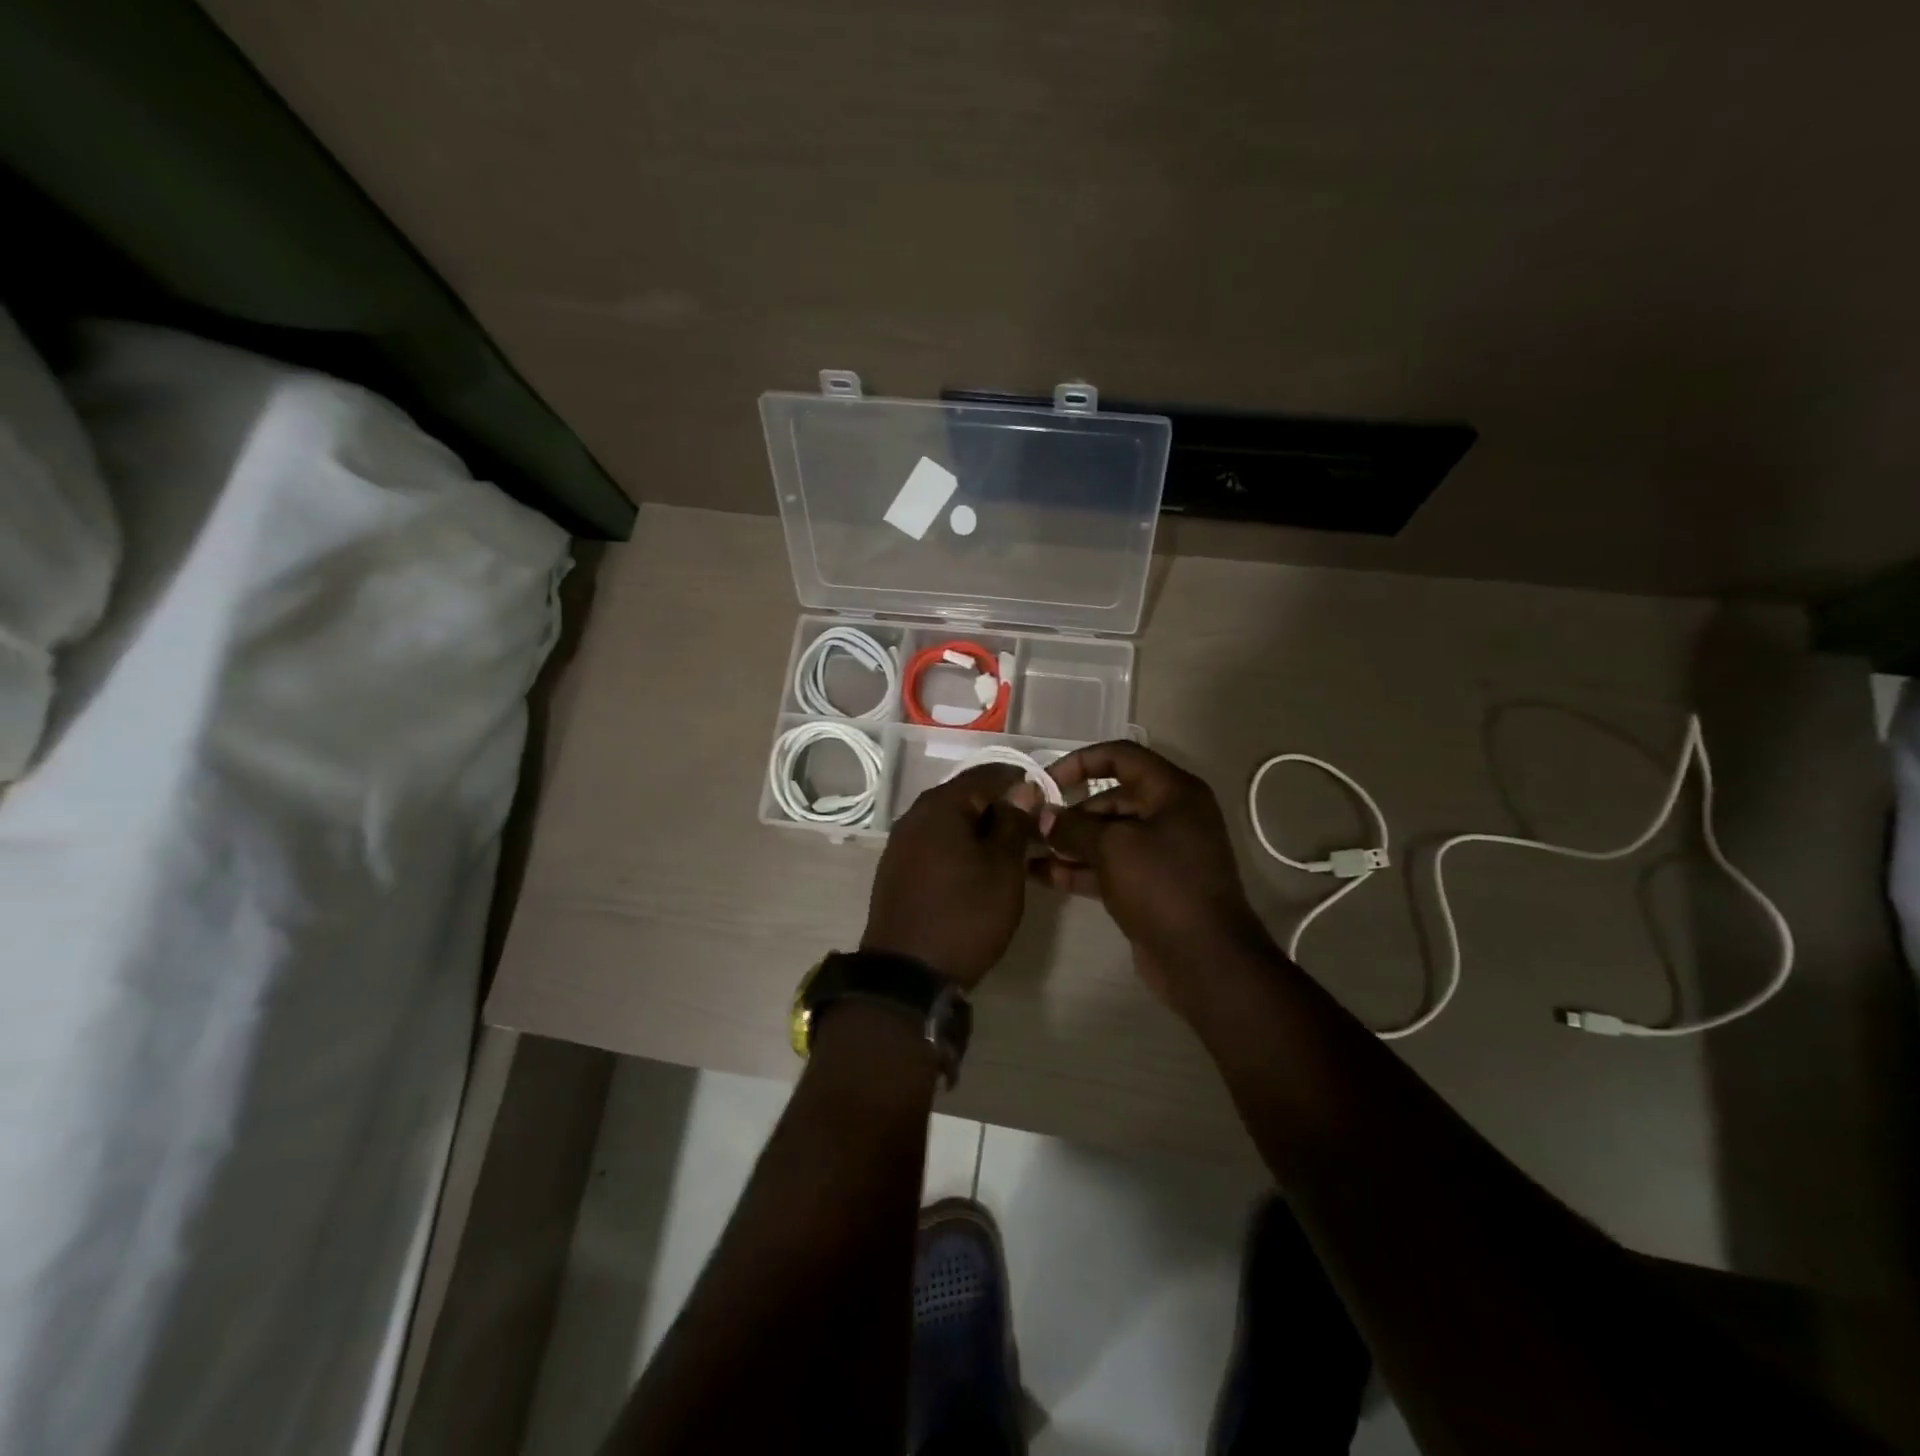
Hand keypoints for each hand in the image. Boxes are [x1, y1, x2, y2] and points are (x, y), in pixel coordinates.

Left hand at [862, 764, 1038, 989]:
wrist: (908, 974)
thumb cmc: (965, 914)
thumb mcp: (1003, 867)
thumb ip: (1014, 821)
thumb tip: (1022, 789)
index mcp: (941, 804)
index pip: (988, 773)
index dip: (1021, 783)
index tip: (1047, 804)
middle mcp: (915, 814)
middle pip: (965, 795)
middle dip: (1000, 807)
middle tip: (1031, 831)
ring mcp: (901, 842)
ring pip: (950, 820)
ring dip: (979, 828)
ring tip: (1009, 852)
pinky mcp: (897, 868)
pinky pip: (935, 842)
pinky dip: (959, 846)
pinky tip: (976, 870)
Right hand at [1035, 742, 1271, 1012]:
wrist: (1204, 959)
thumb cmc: (1162, 886)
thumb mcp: (1113, 848)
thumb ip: (1074, 826)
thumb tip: (1044, 816)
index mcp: (1173, 792)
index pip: (1121, 757)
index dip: (1081, 762)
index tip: (1047, 781)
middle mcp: (1169, 816)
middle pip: (1111, 799)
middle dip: (1070, 810)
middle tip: (1032, 824)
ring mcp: (1160, 853)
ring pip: (1107, 836)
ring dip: (1069, 842)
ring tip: (1028, 849)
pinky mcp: (1149, 886)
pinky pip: (1109, 867)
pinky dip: (1079, 868)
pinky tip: (1042, 875)